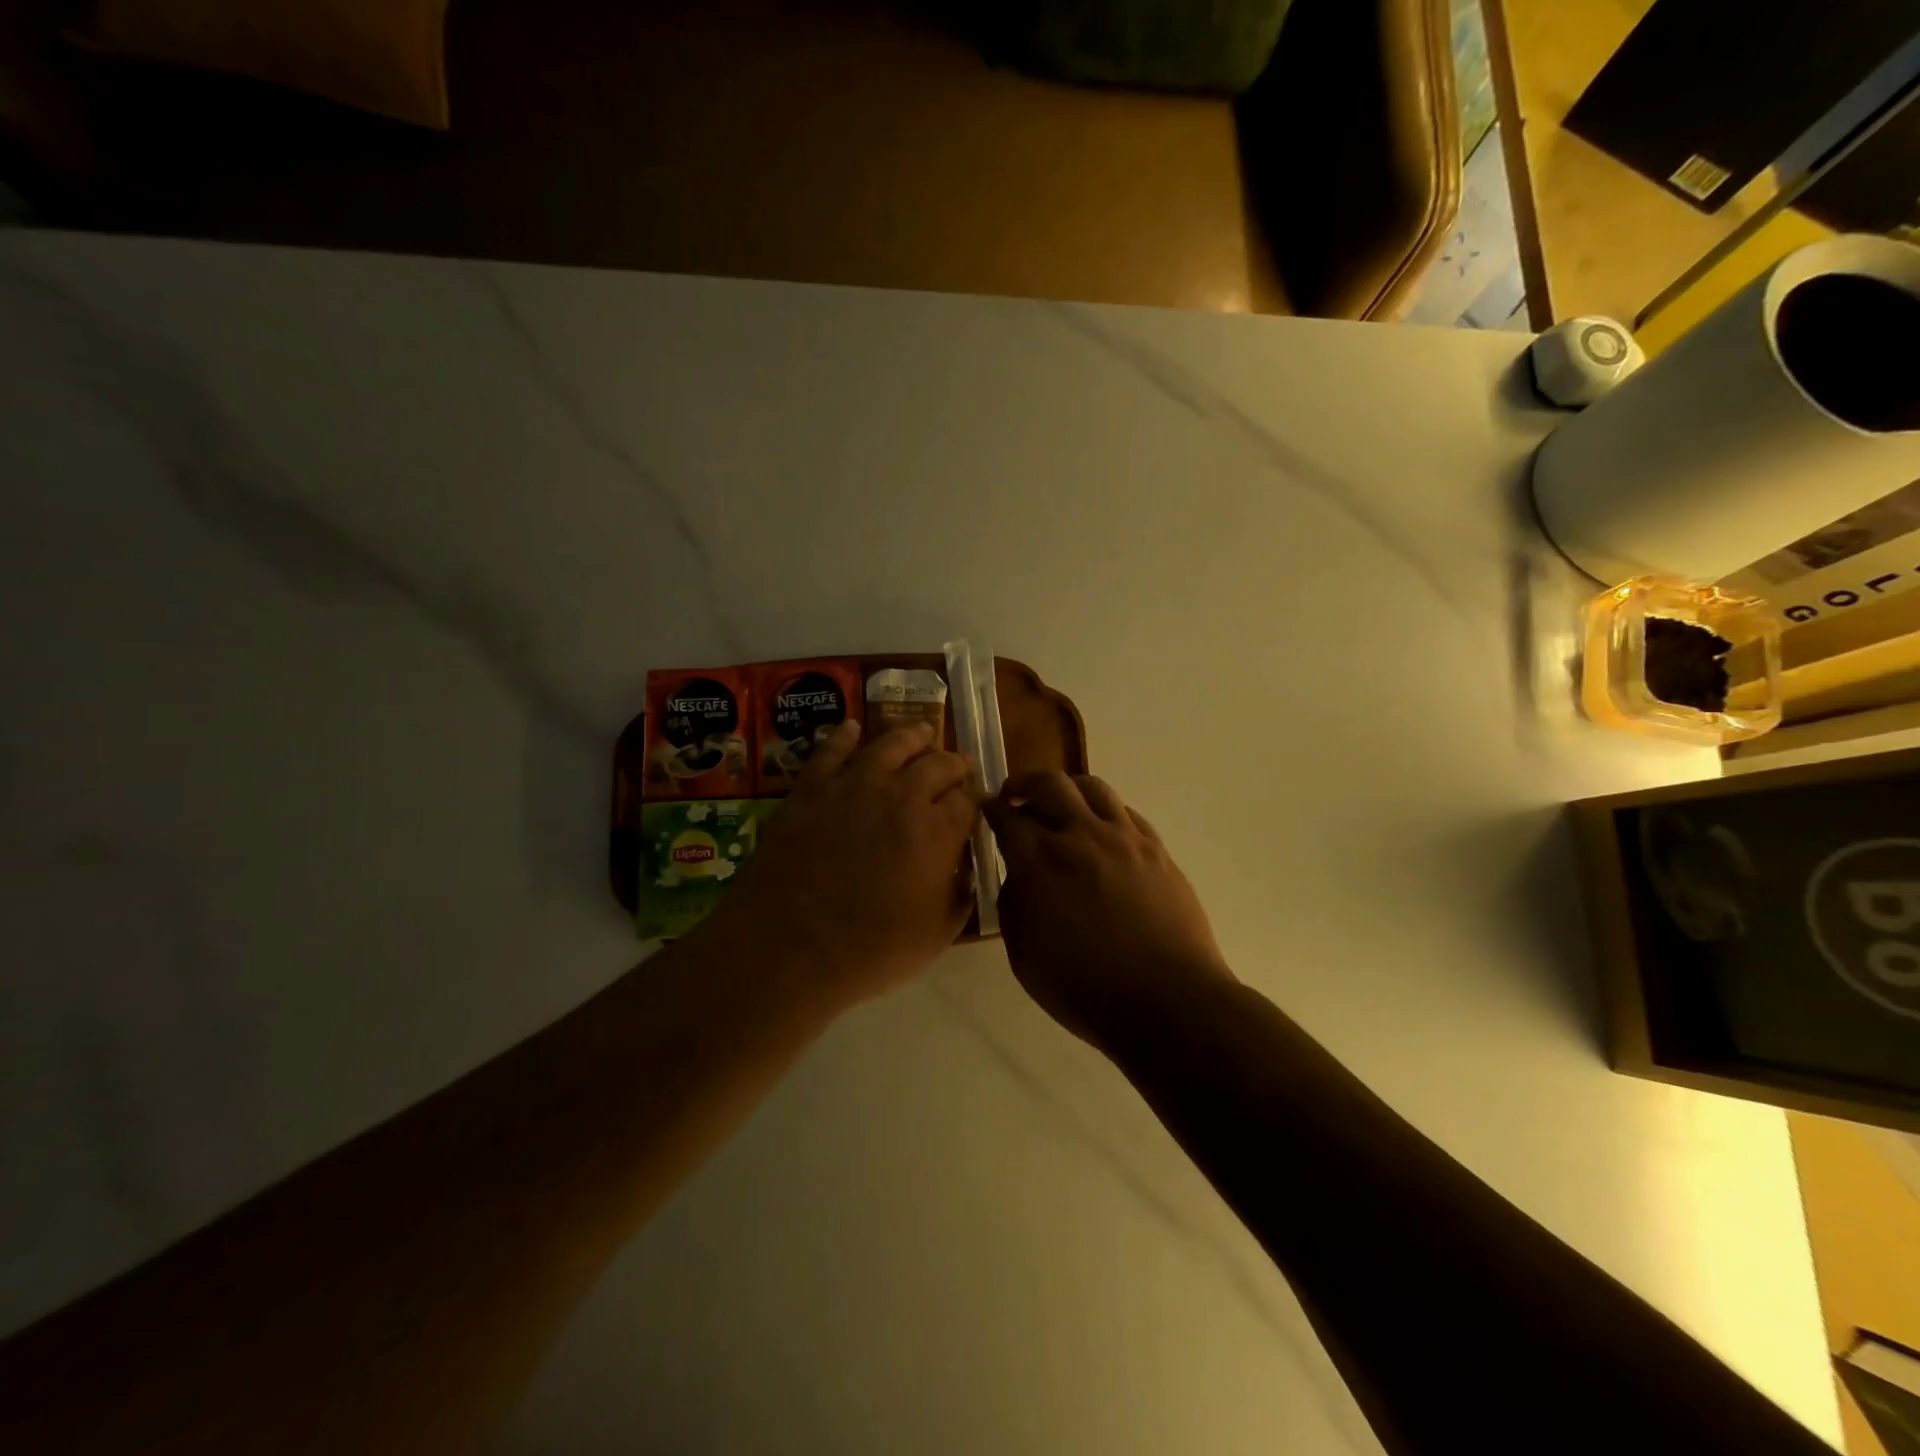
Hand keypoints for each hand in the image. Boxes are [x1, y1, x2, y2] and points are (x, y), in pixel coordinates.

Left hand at [702, 719, 978, 1012]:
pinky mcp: (811, 788)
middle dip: (953, 763)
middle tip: (957, 766)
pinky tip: (851, 728)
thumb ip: (960, 895)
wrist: (786, 947)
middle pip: (938, 763)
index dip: (974, 799)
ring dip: (914, 735)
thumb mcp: (936, 935)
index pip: (968, 799)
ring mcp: (854, 785)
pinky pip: (831, 750)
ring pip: (892, 743)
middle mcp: (902, 795)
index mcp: (938, 830)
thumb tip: (965, 870)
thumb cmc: (869, 950)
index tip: (975, 804)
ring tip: (923, 732)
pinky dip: (844, 735)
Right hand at [986, 772, 1233, 1049]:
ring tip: (1060, 803)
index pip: (1007, 817)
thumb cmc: (1085, 988)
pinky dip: (1104, 811)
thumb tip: (1018, 876)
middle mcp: (1080, 836)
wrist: (1167, 1001)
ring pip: (1092, 786)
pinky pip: (1126, 811)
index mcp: (1040, 861)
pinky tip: (1101, 829)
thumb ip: (1014, 904)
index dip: (991, 809)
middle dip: (1024, 784)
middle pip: (1048, 784)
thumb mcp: (1023, 955)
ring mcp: (1123, 838)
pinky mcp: (1156, 849)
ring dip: (1067, 788)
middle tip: (1015, 795)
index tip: (987, 809)